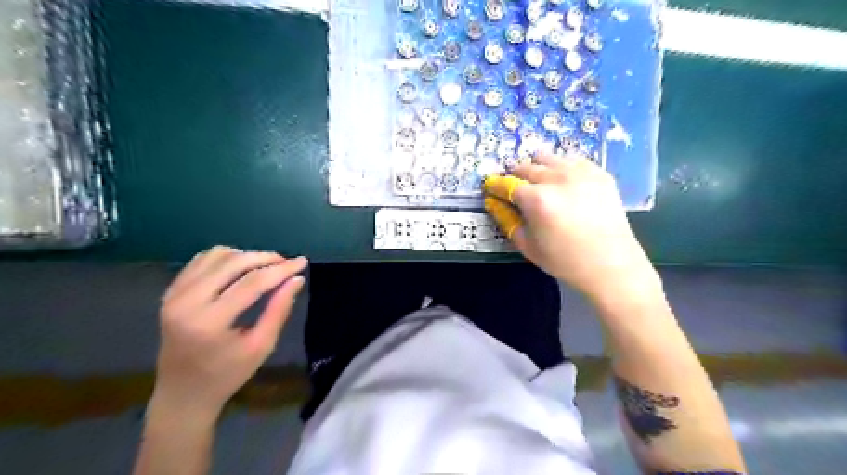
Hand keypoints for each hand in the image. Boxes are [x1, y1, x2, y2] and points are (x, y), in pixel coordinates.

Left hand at [154, 247, 310, 414]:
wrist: (182, 393)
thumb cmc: (227, 375)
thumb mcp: (261, 346)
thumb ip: (279, 310)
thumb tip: (297, 279)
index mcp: (210, 322)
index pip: (252, 283)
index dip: (281, 269)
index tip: (303, 262)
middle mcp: (186, 302)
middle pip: (233, 263)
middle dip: (266, 258)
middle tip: (288, 262)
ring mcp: (174, 295)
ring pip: (217, 256)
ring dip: (246, 256)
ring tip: (267, 266)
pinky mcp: (170, 292)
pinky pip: (201, 262)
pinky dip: (226, 258)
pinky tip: (242, 267)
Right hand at [487, 154, 657, 304]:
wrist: (611, 264)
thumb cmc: (564, 260)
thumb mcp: (527, 245)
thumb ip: (506, 220)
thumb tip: (492, 202)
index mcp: (537, 199)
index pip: (506, 183)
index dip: (494, 185)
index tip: (490, 187)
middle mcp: (557, 178)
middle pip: (526, 167)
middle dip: (514, 176)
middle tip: (514, 188)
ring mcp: (580, 172)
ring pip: (548, 157)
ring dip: (536, 167)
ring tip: (537, 182)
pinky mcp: (599, 173)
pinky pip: (572, 160)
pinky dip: (560, 166)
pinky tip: (562, 181)